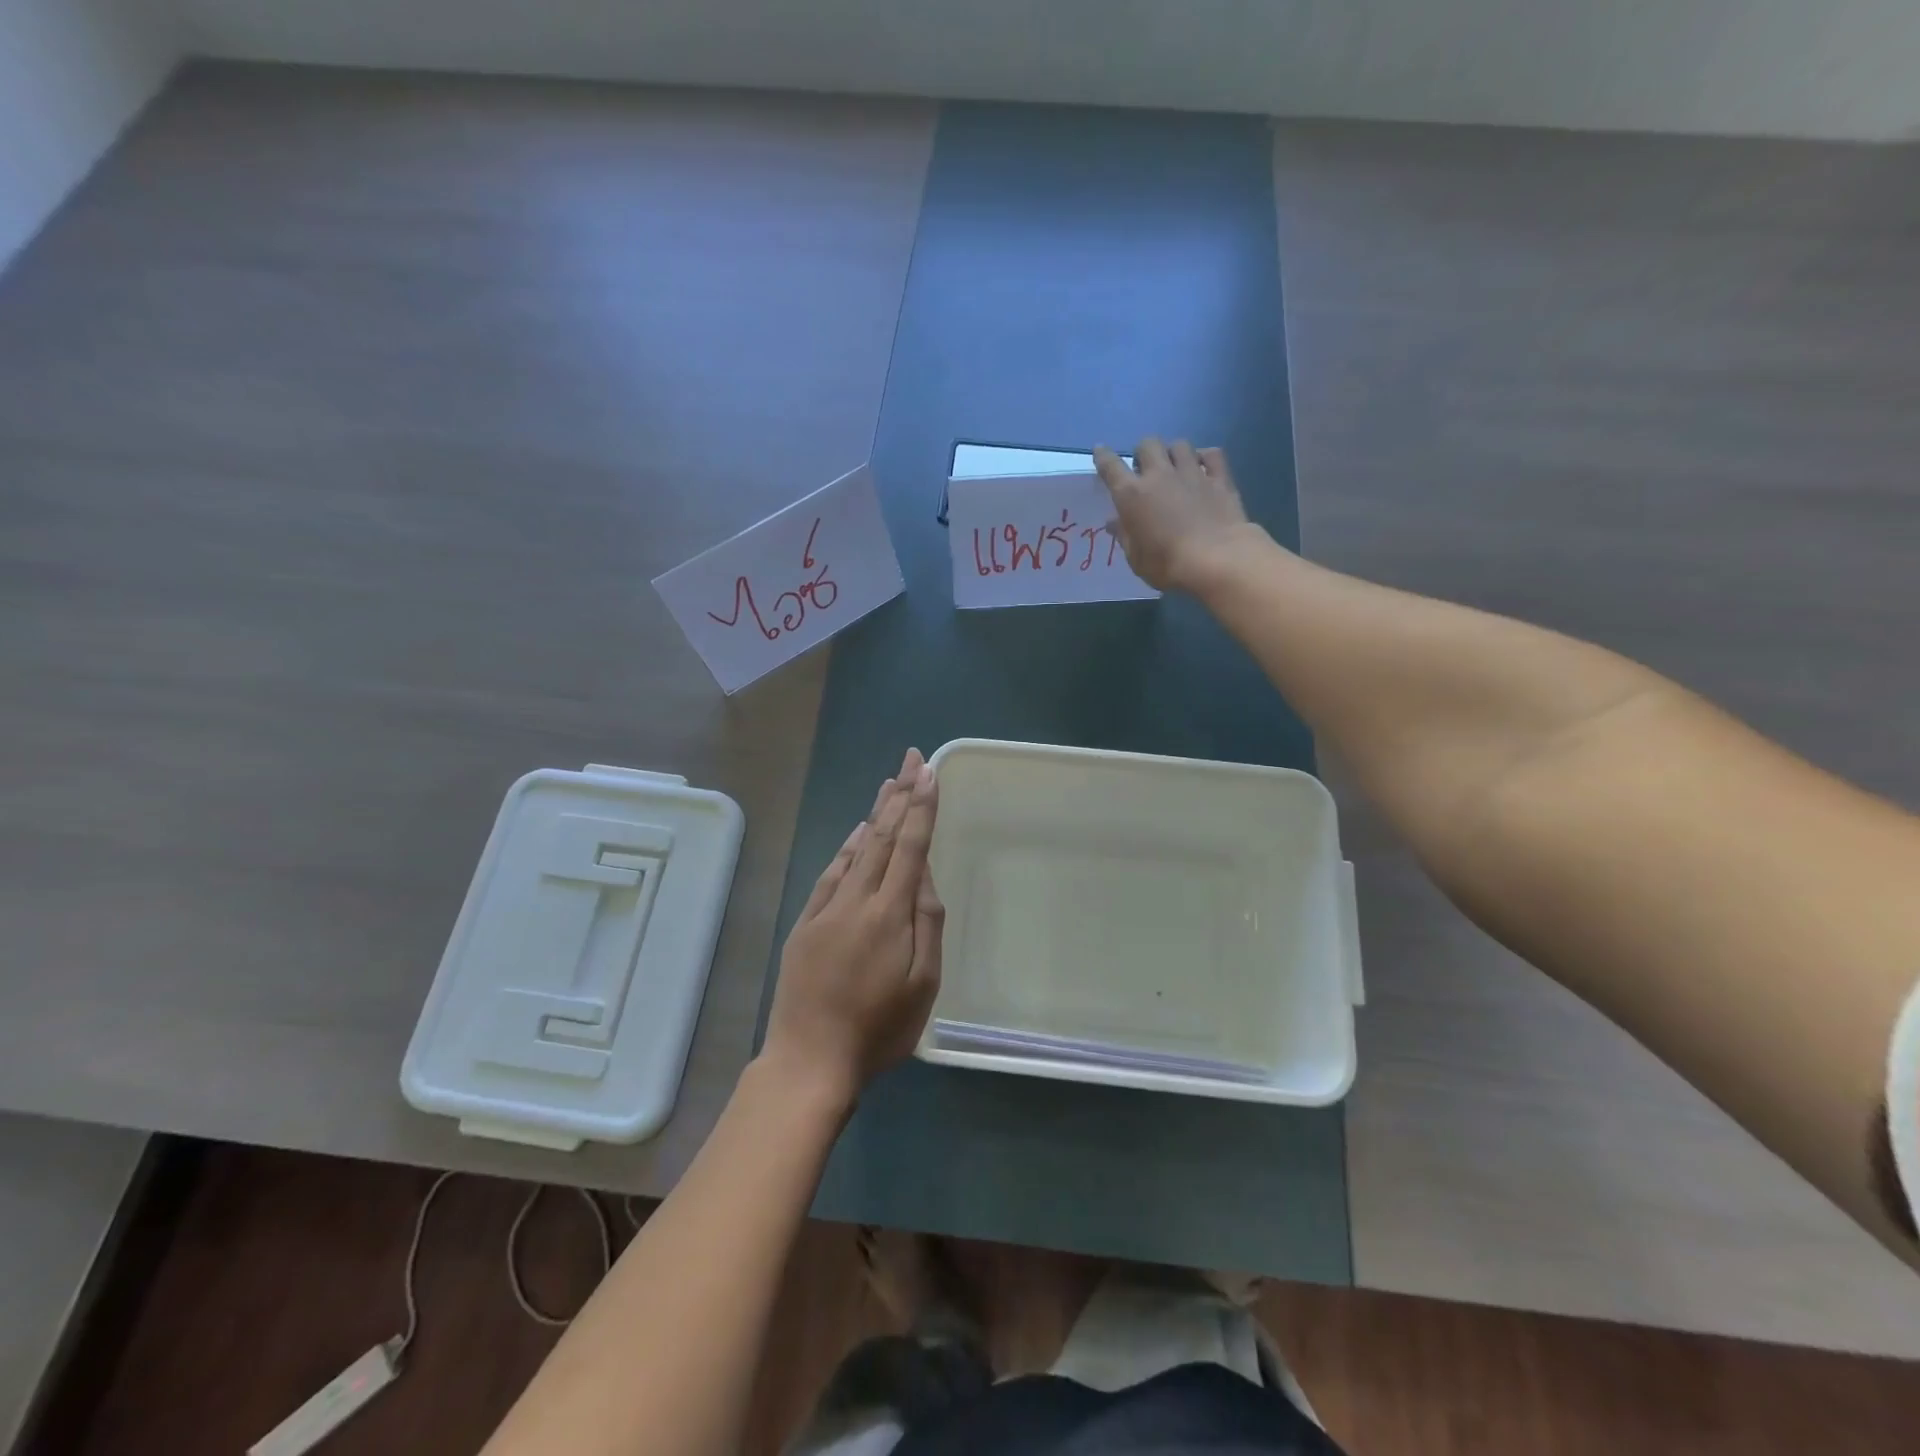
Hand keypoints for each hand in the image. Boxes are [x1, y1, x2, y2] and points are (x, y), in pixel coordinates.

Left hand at [761, 747, 943, 1107]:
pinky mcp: (806, 924)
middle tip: (911, 760)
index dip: (921, 808)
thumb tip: (924, 876)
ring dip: (875, 814)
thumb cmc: (878, 1029)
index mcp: (889, 913)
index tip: (928, 773)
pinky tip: (857, 834)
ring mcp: (826, 909)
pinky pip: (830, 874)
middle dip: (899, 795)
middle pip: (882, 837)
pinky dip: (846, 849)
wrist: (809, 1060)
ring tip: (889, 784)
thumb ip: (927, 924)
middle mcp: (857, 900)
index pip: (910, 846)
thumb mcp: (923, 984)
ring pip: (856, 850)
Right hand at [1094, 438, 1257, 591]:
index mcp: (1132, 495)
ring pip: (1179, 445)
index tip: (1100, 451)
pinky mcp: (1219, 478)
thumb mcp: (1136, 558)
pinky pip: (1211, 454)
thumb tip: (1114, 521)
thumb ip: (1125, 535)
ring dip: (1173, 453)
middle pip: (1147, 444)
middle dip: (1143, 453)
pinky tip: (1203, 467)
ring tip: (1175, 468)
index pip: (1111, 466)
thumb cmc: (1167, 564)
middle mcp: (1159, 475)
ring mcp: (1192, 473)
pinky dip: (1205, 457)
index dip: (1103, 456)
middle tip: (1145, 470)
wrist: (1217, 559)